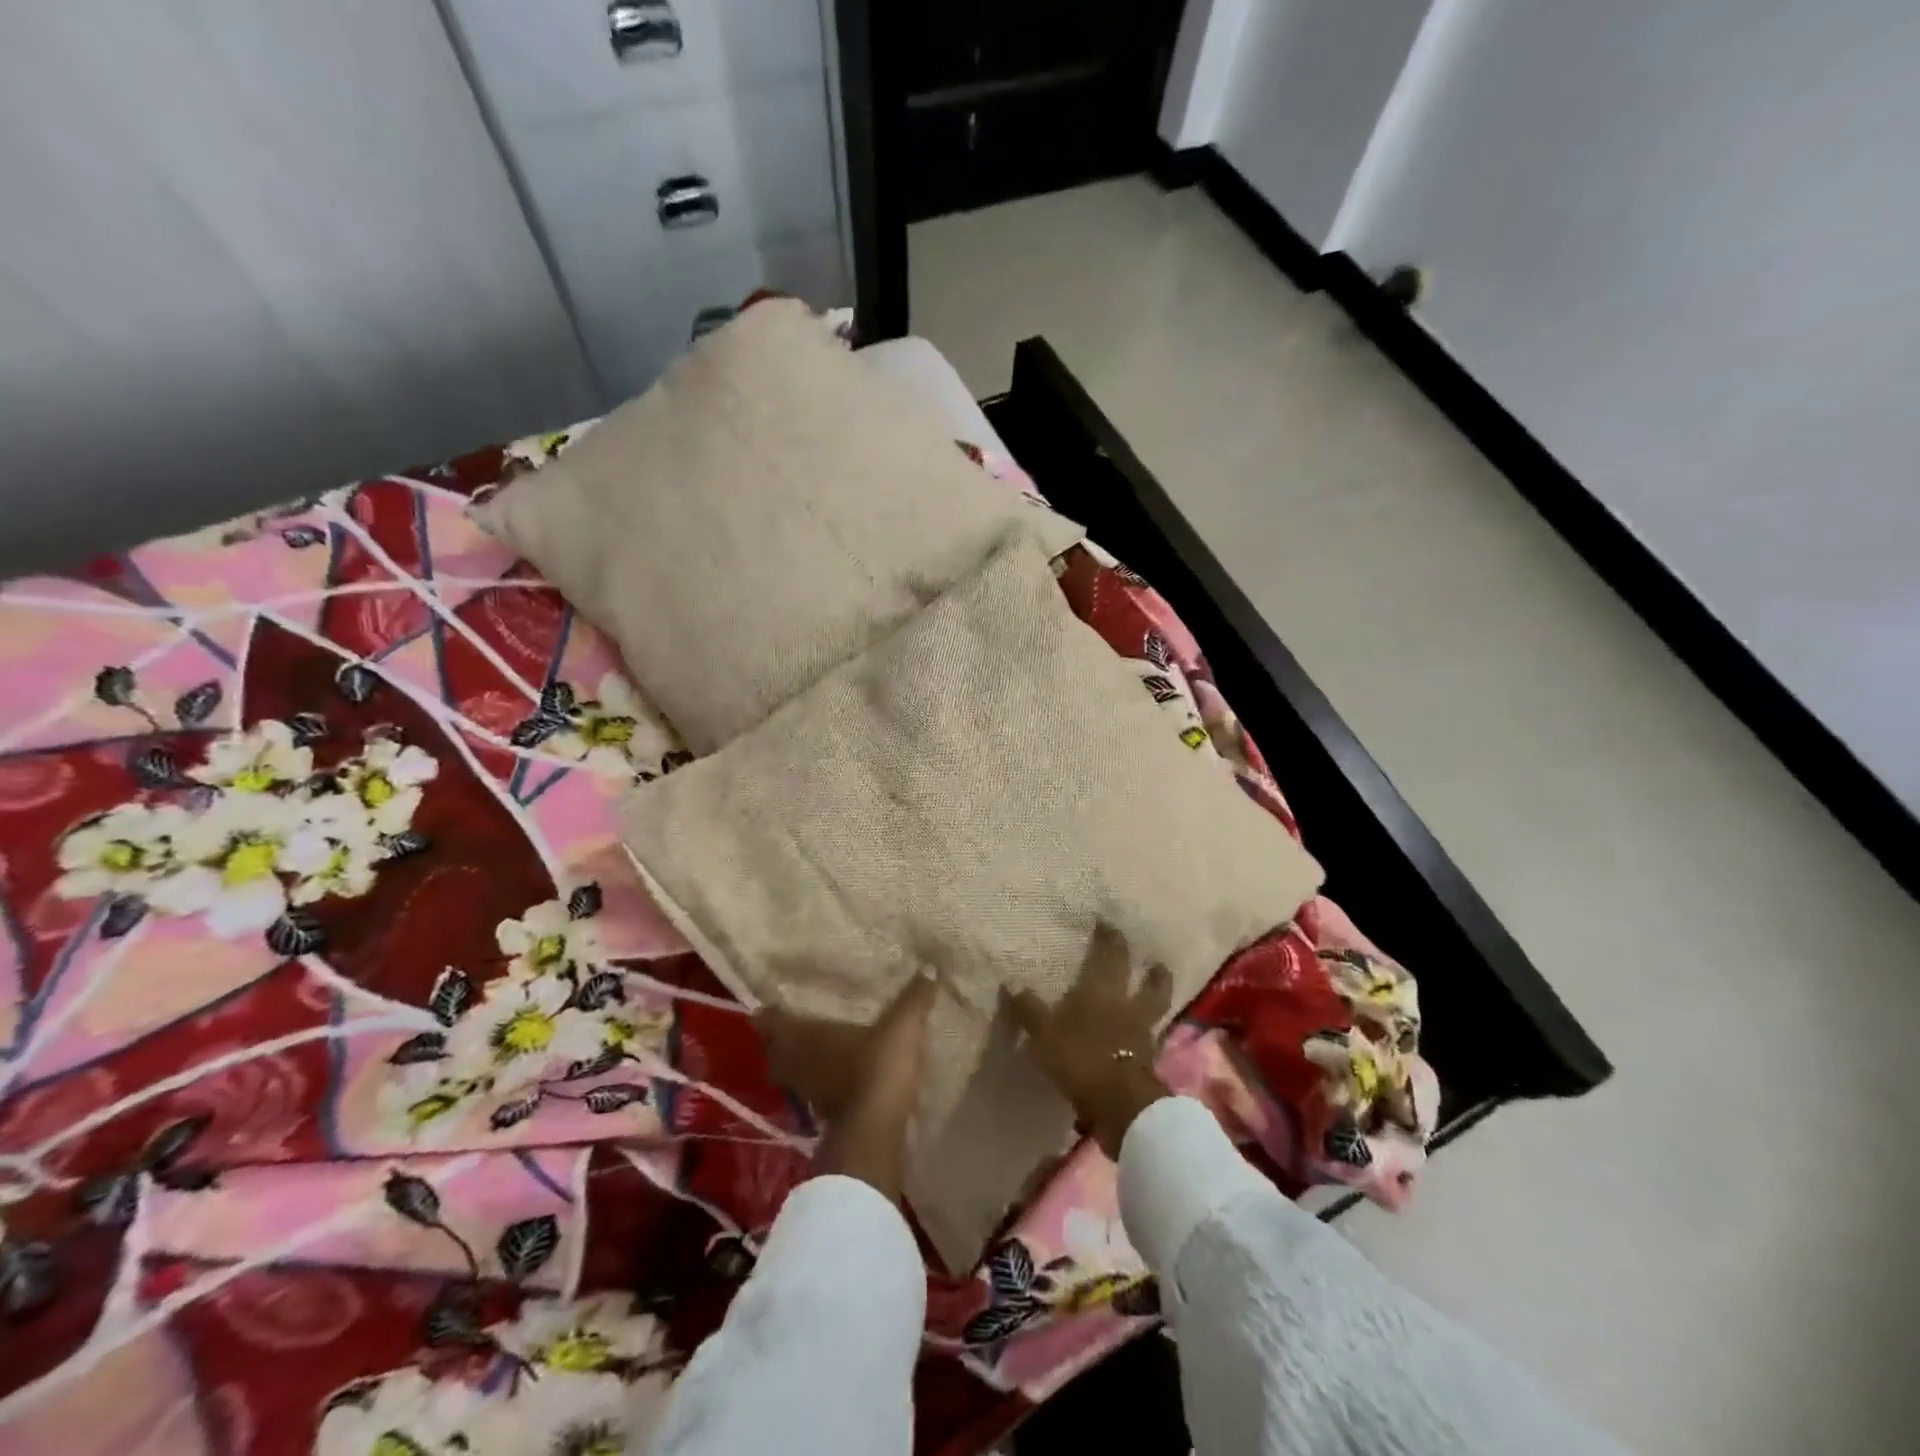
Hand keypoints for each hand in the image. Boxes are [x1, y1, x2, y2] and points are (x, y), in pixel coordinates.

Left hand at [756, 970, 938, 1203]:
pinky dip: (813, 1082)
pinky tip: (830, 1076)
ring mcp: (806, 1091)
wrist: (876, 1130)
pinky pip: (808, 1091)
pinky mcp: (820, 1114)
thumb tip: (931, 966)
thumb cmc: (878, 1067)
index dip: (768, 1013)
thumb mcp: (902, 1027)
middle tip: (789, 1024)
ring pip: (788, 1072)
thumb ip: (914, 998)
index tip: (769, 1003)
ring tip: (808, 1049)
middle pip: (774, 1049)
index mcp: (806, 1035)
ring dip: (793, 1062)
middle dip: (777, 1038)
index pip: (772, 1021)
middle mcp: (797, 1062)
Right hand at [1007, 924, 1172, 1158]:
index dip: (1110, 939)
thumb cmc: (1080, 1057)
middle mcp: (1128, 1006)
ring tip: (1157, 994)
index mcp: (1103, 990)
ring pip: (1156, 1010)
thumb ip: (1030, 1009)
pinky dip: (1147, 1034)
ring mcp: (1143, 1035)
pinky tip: (1140, 1036)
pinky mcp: (1148, 1062)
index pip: (1110, 956)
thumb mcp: (1045, 1033)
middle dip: (1153, 972)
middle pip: (1149, 984)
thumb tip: (1011, 983)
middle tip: (1156, 962)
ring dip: (1158, 999)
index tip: (1110, 925)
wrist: (1119, 1104)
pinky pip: (1150, 1038)